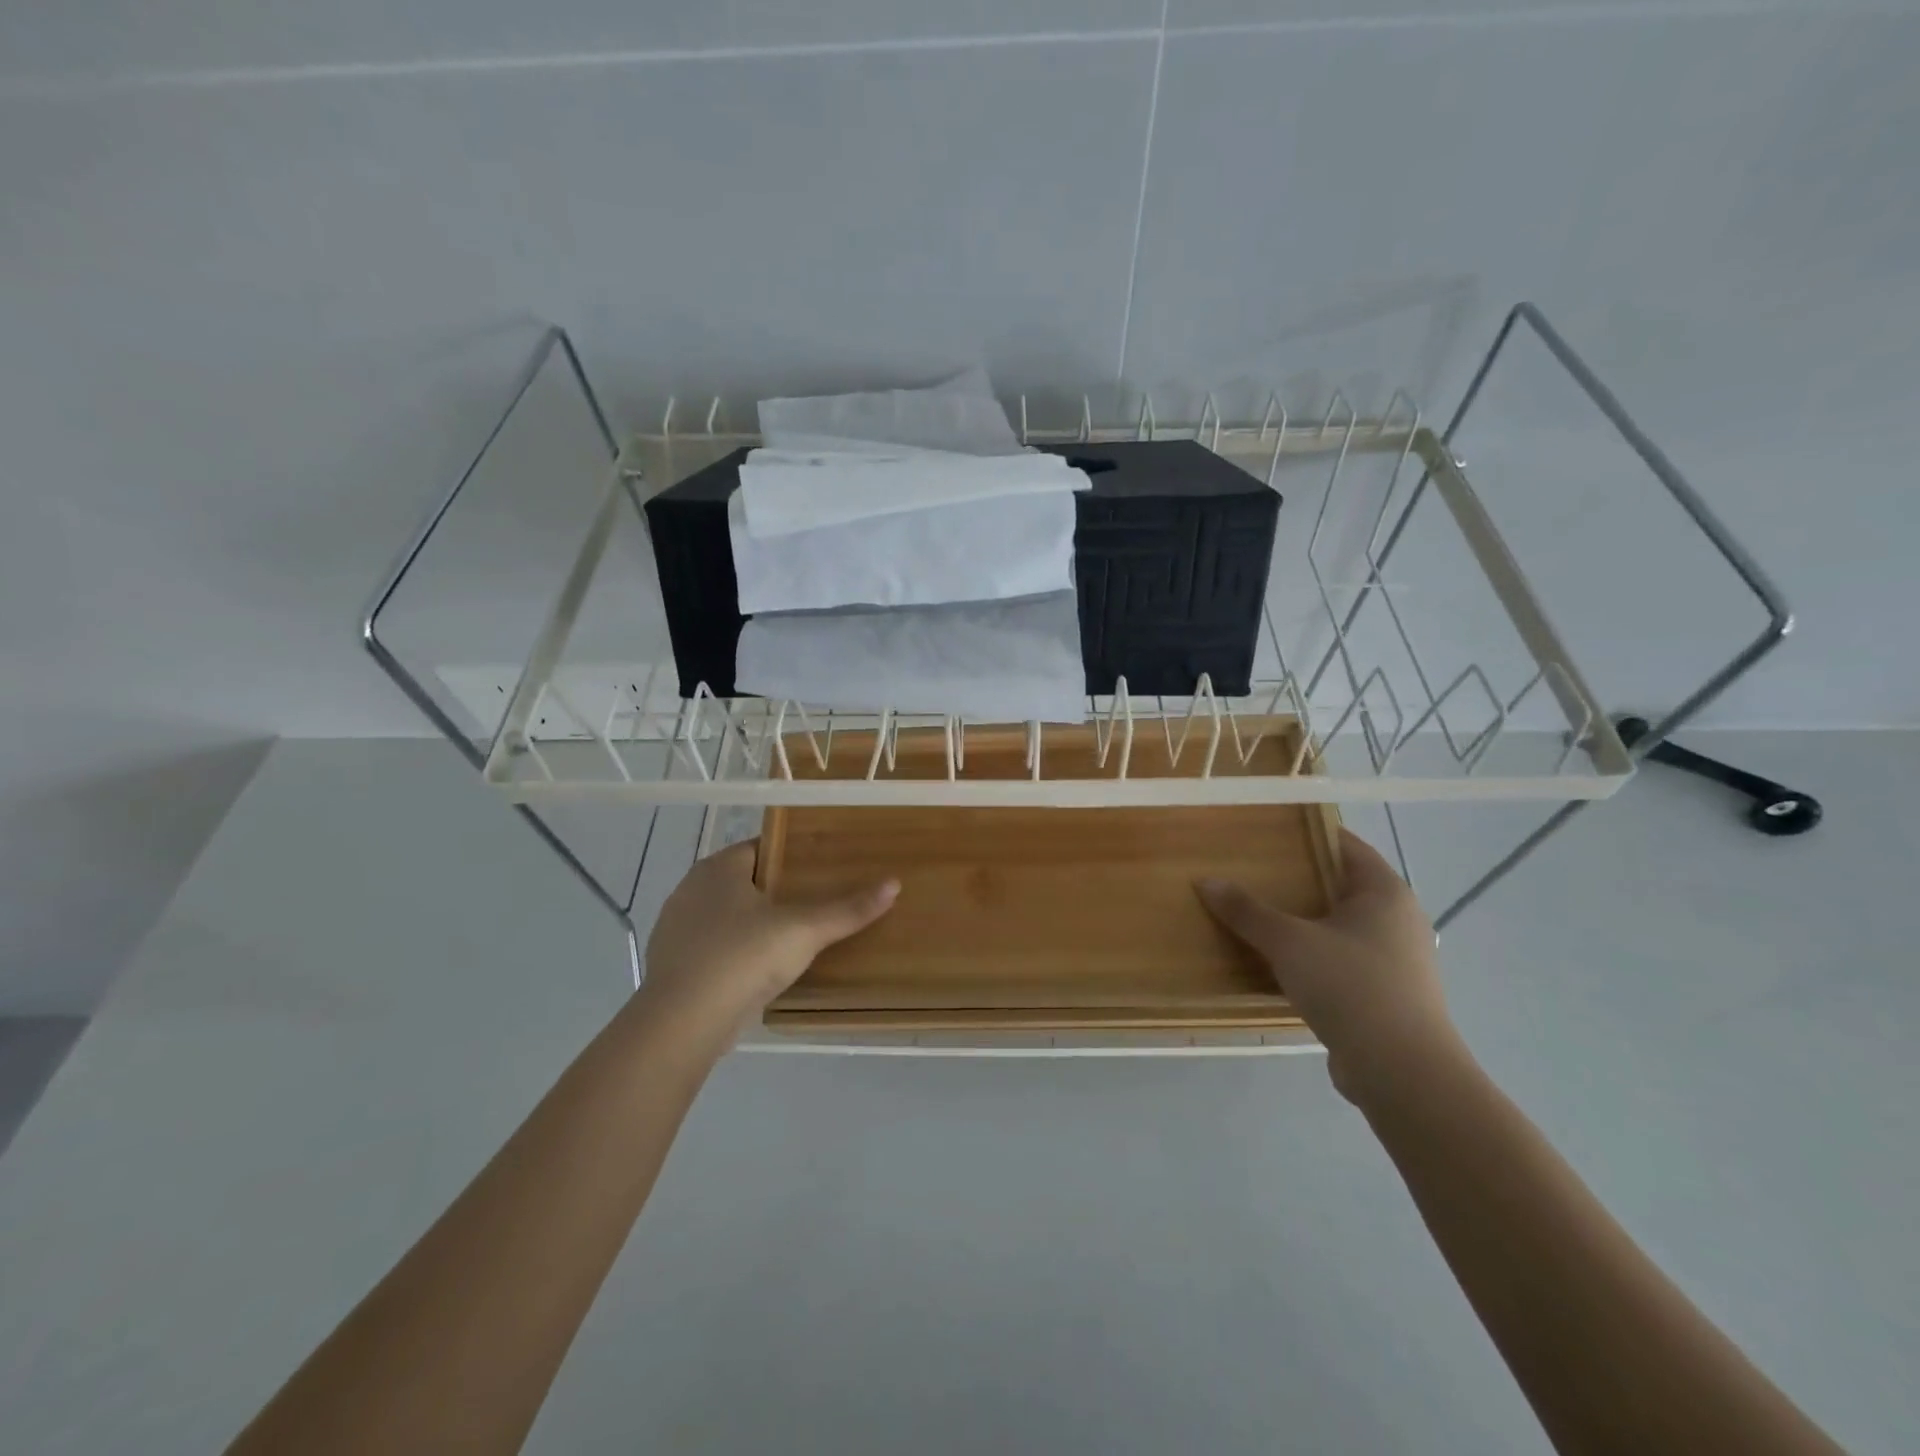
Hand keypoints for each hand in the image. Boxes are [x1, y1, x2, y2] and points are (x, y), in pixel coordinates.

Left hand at [637, 839, 897, 1031]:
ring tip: (793, 938)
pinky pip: (713, 949)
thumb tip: (894, 884)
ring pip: (726, 917)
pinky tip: (758, 971)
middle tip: (816, 903)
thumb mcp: (804, 930)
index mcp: (718, 868)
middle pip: (744, 881)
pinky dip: (735, 954)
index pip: (760, 848)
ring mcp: (676, 929)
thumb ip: (847, 908)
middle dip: (776, 892)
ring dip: (754, 925)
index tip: (822, 868)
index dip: (791, 855)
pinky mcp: (673, 966)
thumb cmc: (742, 958)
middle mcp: (690, 889)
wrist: (682, 1024)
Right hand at [1197, 828, 1464, 1105]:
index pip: (1345, 845)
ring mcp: (1396, 959)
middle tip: (1251, 871)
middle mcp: (1397, 919)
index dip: (1307, 834)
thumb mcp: (1289, 942)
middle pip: (1340, 885)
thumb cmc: (1351, 987)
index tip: (1267, 832)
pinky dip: (1312, 955)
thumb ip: (1247, 911)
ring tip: (1256, 915)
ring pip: (1339, 926)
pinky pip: (1341, 960)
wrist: (1403, 1073)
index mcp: (1385, 892)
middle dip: (1297, 879)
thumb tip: (1207, 881)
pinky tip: (1277, 963)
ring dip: (1303, 921)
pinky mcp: (1386, 994)